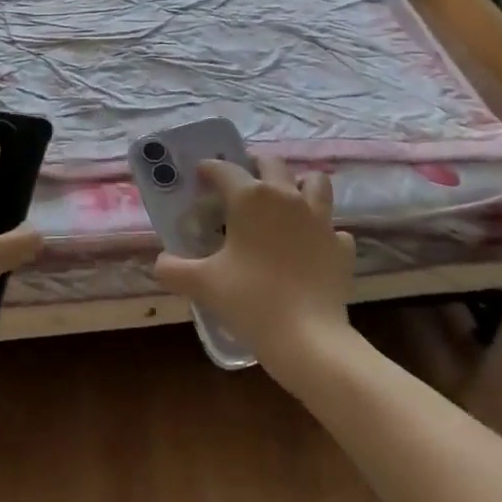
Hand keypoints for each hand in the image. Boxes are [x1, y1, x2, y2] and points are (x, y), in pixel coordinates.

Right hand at [153, 156, 356, 378]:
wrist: (308, 338)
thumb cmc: (250, 300)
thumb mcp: (202, 284)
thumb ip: (173, 268)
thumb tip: (160, 262)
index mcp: (251, 198)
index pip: (225, 169)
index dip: (209, 169)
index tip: (199, 174)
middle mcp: (288, 197)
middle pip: (272, 163)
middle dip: (254, 165)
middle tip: (240, 183)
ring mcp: (320, 219)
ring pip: (315, 183)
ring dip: (299, 185)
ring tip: (284, 201)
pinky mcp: (341, 246)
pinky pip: (333, 228)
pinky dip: (321, 232)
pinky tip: (310, 247)